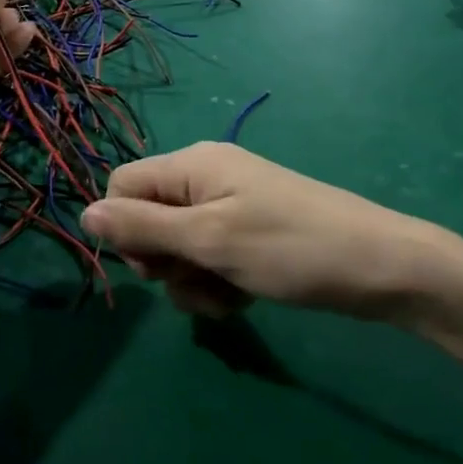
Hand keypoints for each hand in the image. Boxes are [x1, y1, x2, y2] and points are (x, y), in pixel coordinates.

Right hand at [82, 143, 462, 321]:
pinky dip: (218, 282)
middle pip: (149, 221)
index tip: (155, 264)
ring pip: (178, 248)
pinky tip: (245, 298)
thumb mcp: (209, 240)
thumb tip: (83, 215)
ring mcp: (230, 207)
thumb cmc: (289, 248)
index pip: (122, 187)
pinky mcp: (249, 234)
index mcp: (191, 165)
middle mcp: (205, 178)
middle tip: (200, 279)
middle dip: (164, 262)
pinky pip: (210, 258)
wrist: (379, 266)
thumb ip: (143, 227)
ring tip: (230, 295)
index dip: (126, 229)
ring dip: (193, 281)